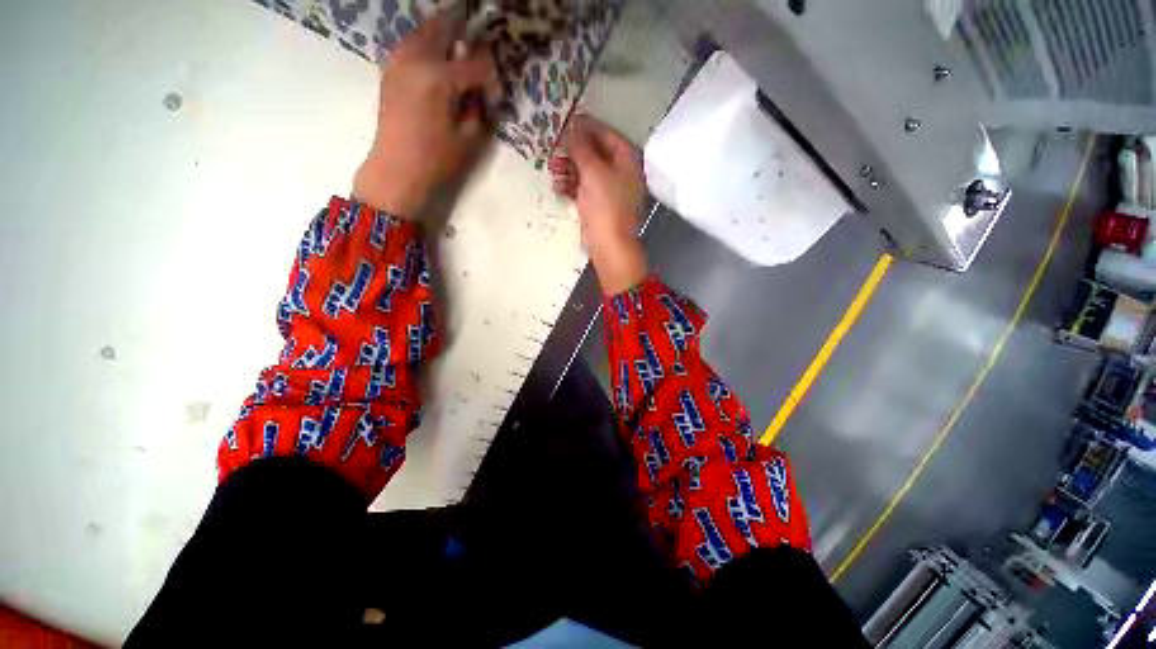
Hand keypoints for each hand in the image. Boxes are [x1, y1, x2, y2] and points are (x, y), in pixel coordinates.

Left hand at [353, 9, 499, 218]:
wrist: (396, 169)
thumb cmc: (436, 159)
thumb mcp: (469, 138)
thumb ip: (479, 107)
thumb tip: (482, 90)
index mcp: (440, 78)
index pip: (476, 63)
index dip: (492, 76)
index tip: (495, 92)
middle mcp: (417, 58)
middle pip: (445, 28)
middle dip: (465, 30)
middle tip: (479, 40)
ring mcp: (399, 60)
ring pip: (425, 30)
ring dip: (444, 32)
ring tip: (459, 45)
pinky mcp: (390, 69)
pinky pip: (412, 43)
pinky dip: (428, 43)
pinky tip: (437, 56)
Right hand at [549, 115, 646, 294]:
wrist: (609, 244)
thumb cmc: (605, 205)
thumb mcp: (593, 171)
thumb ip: (582, 146)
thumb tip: (573, 125)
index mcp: (626, 159)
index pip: (605, 133)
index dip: (585, 126)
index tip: (564, 122)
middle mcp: (619, 171)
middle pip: (594, 152)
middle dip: (573, 151)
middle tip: (554, 148)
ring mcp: (608, 189)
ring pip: (586, 171)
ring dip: (568, 168)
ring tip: (552, 169)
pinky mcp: (597, 204)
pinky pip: (583, 188)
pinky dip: (570, 186)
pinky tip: (558, 187)